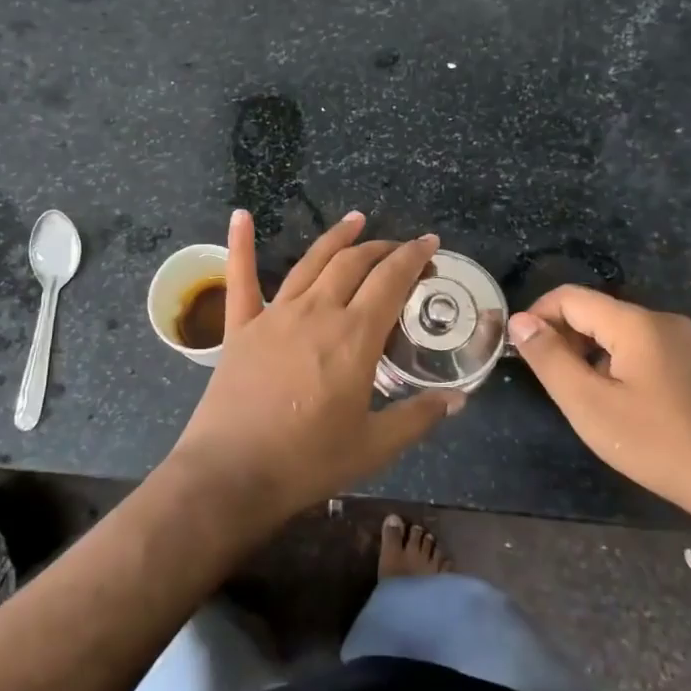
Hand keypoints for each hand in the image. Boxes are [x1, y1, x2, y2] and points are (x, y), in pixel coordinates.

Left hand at [167, 210, 463, 521]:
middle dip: (383, 248)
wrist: (231, 474)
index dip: (414, 257)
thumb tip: (458, 399)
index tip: (430, 244)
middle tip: (402, 249)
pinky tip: (241, 216)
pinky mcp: (240, 327)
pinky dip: (240, 244)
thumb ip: (418, 417)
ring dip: (337, 238)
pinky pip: (241, 278)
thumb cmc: (308, 462)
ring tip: (356, 220)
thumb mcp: (375, 446)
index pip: (391, 280)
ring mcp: (275, 315)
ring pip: (311, 262)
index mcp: (354, 337)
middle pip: (354, 263)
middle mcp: (317, 312)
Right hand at [507, 287, 690, 517]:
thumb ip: (550, 359)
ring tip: (586, 396)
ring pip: (622, 333)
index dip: (537, 317)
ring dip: (592, 353)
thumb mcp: (590, 405)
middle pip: (597, 312)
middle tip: (553, 381)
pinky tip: (625, 403)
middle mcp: (664, 321)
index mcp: (636, 323)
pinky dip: (621, 364)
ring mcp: (689, 342)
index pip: (570, 297)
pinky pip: (648, 349)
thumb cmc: (660, 443)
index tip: (523, 352)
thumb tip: (520, 321)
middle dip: (565, 337)